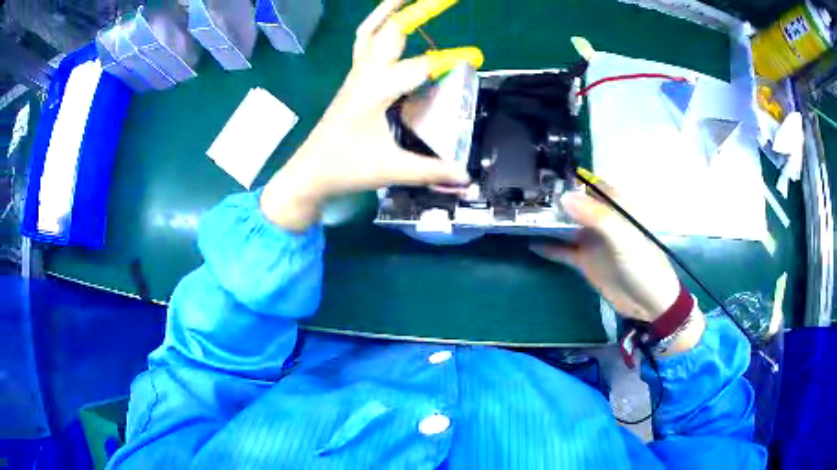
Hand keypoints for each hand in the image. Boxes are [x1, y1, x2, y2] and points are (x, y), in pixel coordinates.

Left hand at [261, 0, 477, 230]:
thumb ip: (432, 171)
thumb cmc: (346, 168)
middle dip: (412, 11)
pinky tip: (388, 29)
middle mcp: (365, 75)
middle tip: (437, 0)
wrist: (309, 173)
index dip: (450, 60)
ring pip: (368, 33)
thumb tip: (466, 177)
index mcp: (376, 90)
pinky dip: (377, 30)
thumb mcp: (391, 169)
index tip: (475, 57)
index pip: (420, 67)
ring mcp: (355, 76)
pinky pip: (364, 46)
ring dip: (385, 13)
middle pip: (388, 32)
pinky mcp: (352, 83)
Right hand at [532, 183, 704, 354]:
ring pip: (567, 225)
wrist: (649, 303)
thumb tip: (564, 198)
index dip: (572, 179)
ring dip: (549, 222)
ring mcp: (592, 241)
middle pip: (576, 204)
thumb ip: (597, 217)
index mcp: (616, 208)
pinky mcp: (585, 261)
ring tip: (523, 215)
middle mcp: (603, 220)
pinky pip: (564, 251)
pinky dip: (549, 247)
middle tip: (526, 195)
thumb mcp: (623, 237)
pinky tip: (531, 243)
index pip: (592, 185)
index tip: (545, 176)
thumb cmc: (643, 265)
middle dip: (555, 199)